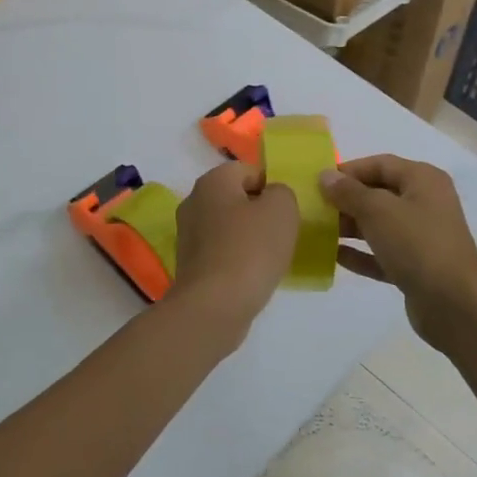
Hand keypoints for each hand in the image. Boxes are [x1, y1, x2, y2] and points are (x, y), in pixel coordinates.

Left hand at [169, 162, 299, 343]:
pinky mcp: (190, 264)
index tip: (289, 210)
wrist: (214, 306)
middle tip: (284, 232)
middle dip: (261, 212)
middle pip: (237, 198)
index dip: (272, 186)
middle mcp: (194, 201)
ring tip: (272, 257)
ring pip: (229, 226)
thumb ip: (282, 192)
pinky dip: (238, 258)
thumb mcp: (281, 209)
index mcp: (212, 181)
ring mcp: (188, 234)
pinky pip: (221, 251)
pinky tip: (253, 275)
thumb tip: (272, 196)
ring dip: (250, 237)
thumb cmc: (250, 249)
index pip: (248, 170)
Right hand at [318, 155, 476, 342]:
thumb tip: (325, 176)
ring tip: (318, 231)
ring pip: (379, 224)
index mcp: (423, 180)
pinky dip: (361, 253)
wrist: (455, 305)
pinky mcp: (416, 267)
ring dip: (350, 227)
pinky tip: (335, 257)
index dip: (349, 170)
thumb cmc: (417, 244)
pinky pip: (382, 253)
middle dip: (346, 200)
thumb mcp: (378, 211)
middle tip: (314, 208)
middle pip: (378, 193)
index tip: (318, 182)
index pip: (380, 164)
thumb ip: (349, 192)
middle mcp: (425, 203)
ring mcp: (422, 237)